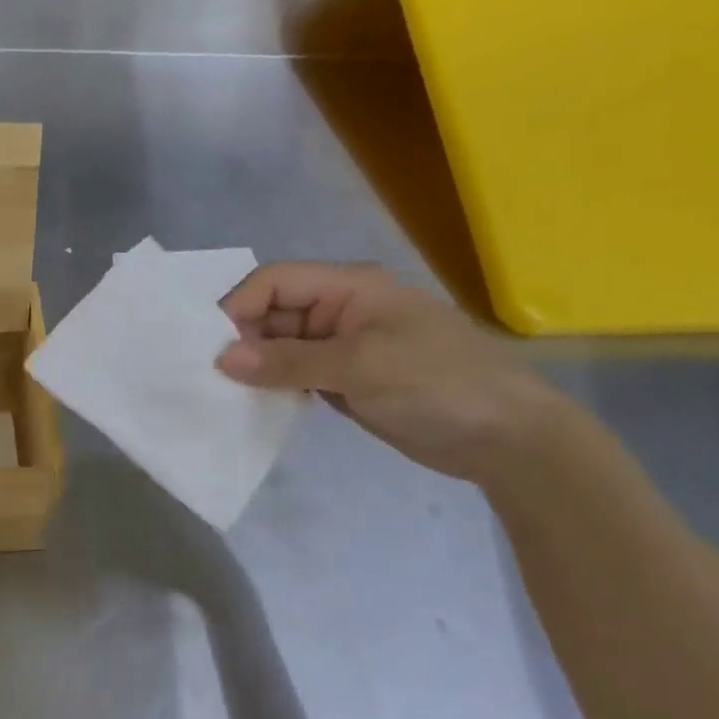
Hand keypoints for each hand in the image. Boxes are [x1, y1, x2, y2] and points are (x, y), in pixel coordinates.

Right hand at [215, 262, 565, 483]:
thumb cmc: (437, 384)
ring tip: (225, 394)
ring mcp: (344, 346)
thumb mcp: (359, 367)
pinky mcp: (346, 379)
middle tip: (212, 378)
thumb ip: (288, 361)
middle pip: (273, 312)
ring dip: (255, 366)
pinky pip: (297, 374)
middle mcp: (340, 309)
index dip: (238, 308)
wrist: (507, 437)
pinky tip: (255, 405)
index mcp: (349, 287)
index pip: (275, 281)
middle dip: (242, 339)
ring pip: (281, 345)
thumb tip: (221, 358)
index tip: (211, 349)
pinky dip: (275, 386)